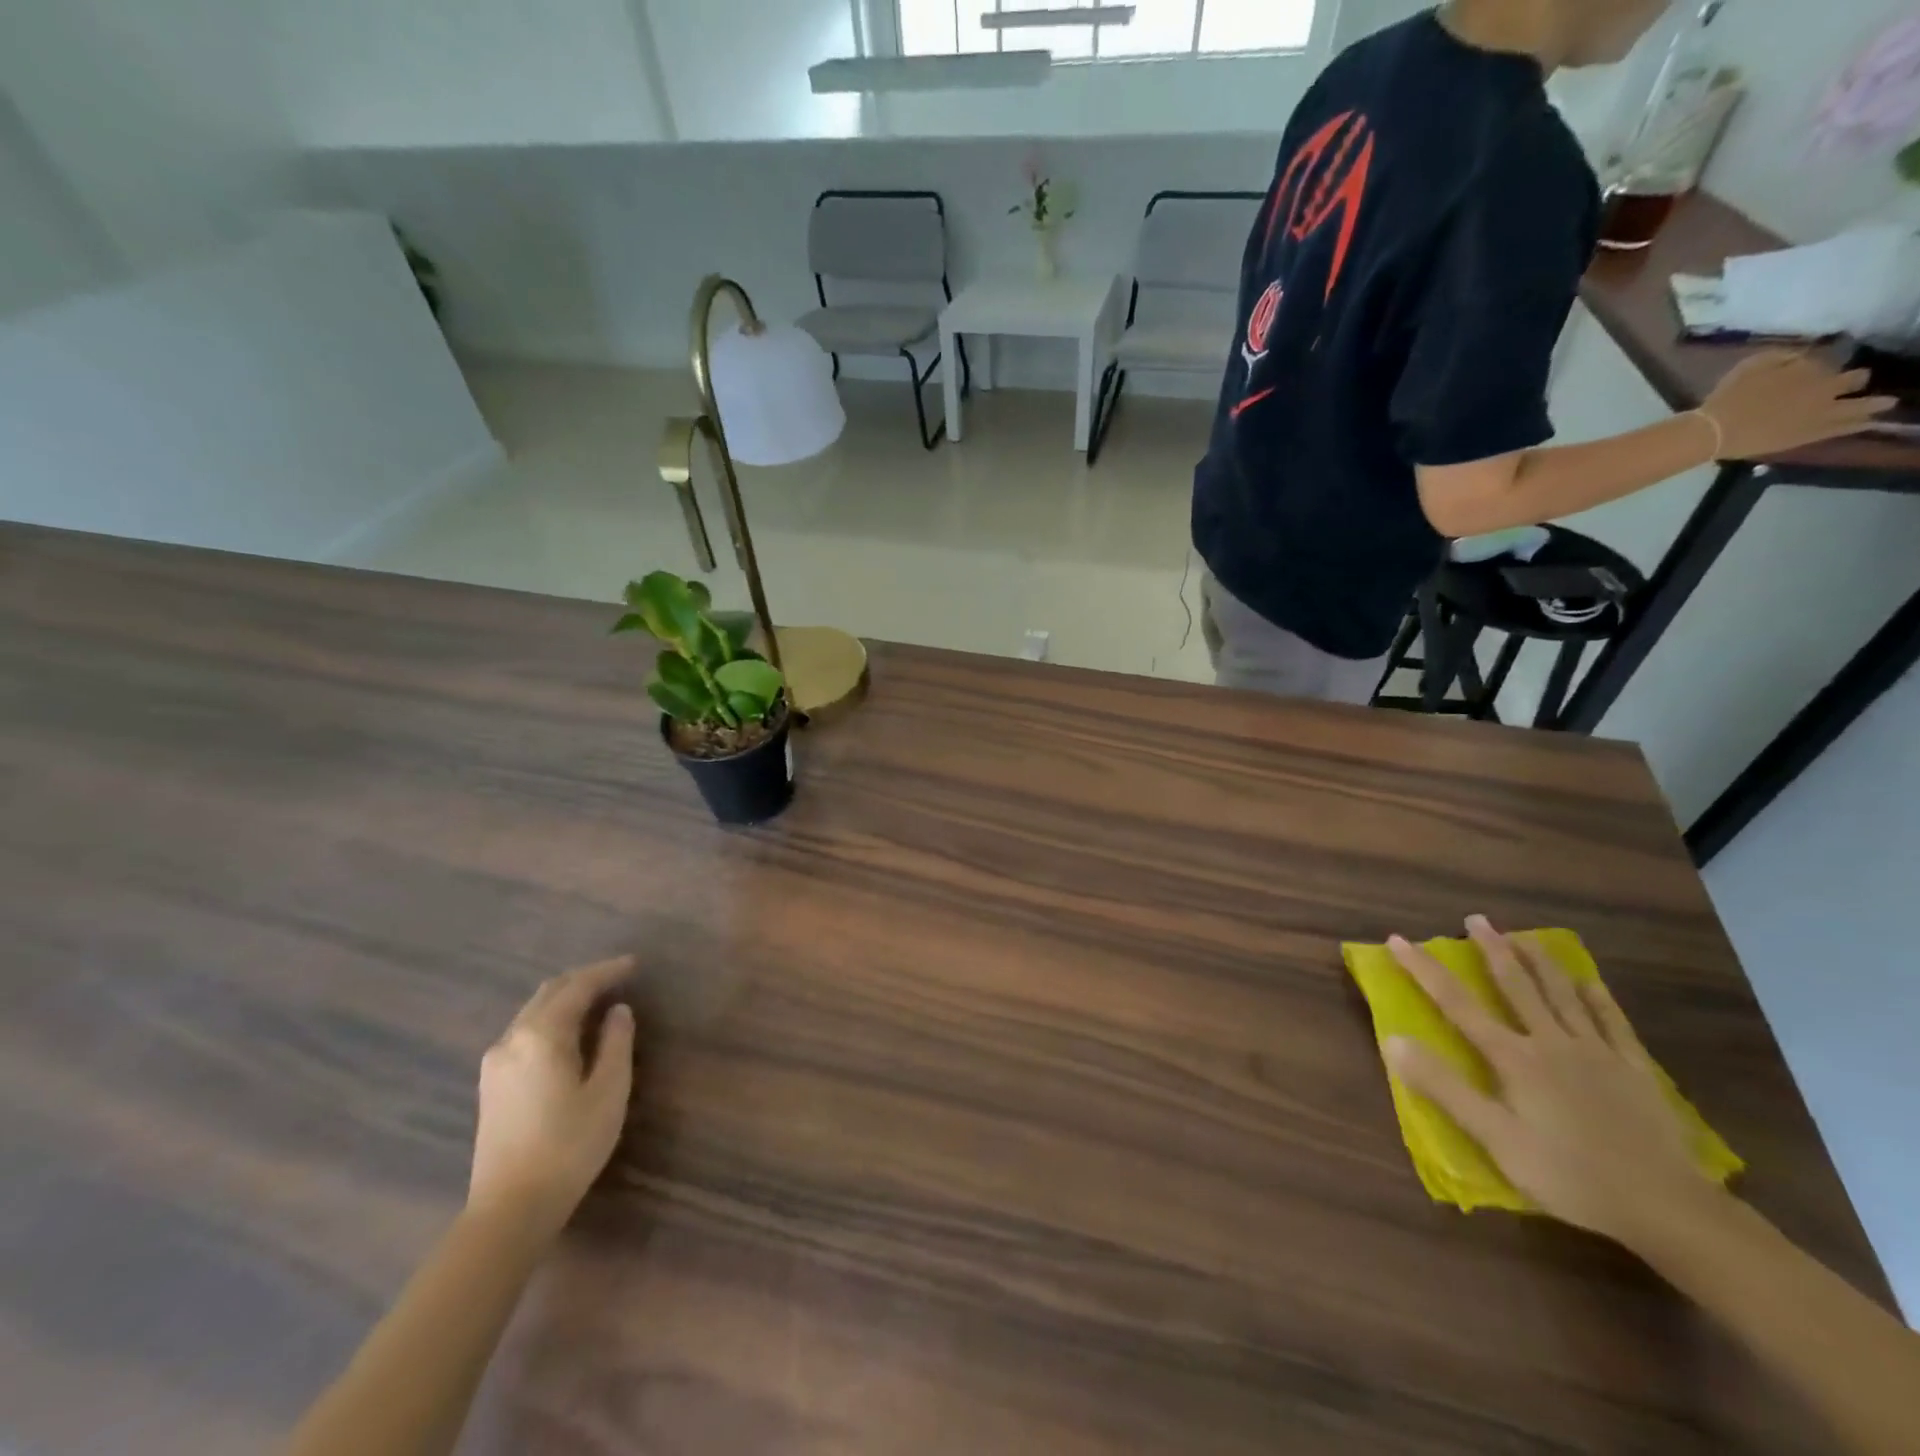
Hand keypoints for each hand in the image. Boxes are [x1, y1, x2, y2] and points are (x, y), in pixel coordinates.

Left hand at [467, 955, 636, 1242]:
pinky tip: (569, 1032)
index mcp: (542, 1035)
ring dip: (566, 998)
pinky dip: (551, 1019)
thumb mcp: (608, 1091)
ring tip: (598, 1000)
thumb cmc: (569, 1146)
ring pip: (533, 1011)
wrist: (509, 1209)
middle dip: (584, 979)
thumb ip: (616, 1043)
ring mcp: (495, 1062)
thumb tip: (618, 1011)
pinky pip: (524, 1031)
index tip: (634, 964)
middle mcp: (512, 1039)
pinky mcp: (491, 1084)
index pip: (578, 986)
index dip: (607, 971)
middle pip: (549, 992)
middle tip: (618, 976)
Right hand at [1385, 917, 1715, 1246]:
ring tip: (1525, 936)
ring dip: (1540, 961)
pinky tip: (1589, 982)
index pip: (1456, 1003)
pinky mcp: (1635, 1071)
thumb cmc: (1569, 1176)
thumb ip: (1443, 1087)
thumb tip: (1392, 1040)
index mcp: (1513, 1058)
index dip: (1424, 969)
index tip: (1398, 939)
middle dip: (1492, 950)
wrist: (1667, 1208)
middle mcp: (1551, 1043)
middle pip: (1516, 986)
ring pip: (1563, 995)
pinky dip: (1598, 998)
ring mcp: (1597, 1054)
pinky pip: (1613, 1023)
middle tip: (1477, 919)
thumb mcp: (1495, 1139)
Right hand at [1699, 350, 1893, 460]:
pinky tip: (1869, 422)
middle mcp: (1826, 387)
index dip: (1824, 361)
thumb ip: (1781, 356)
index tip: (1817, 365)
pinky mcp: (1811, 434)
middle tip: (1857, 379)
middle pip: (1854, 378)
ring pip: (1861, 404)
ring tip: (1886, 403)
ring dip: (1874, 403)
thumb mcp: (1751, 365)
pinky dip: (1859, 424)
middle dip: (1856, 378)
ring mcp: (1822, 412)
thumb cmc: (1727, 398)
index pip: (1829, 359)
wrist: (1714, 431)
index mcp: (1810, 367)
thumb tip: (1799, 355)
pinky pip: (1843, 427)